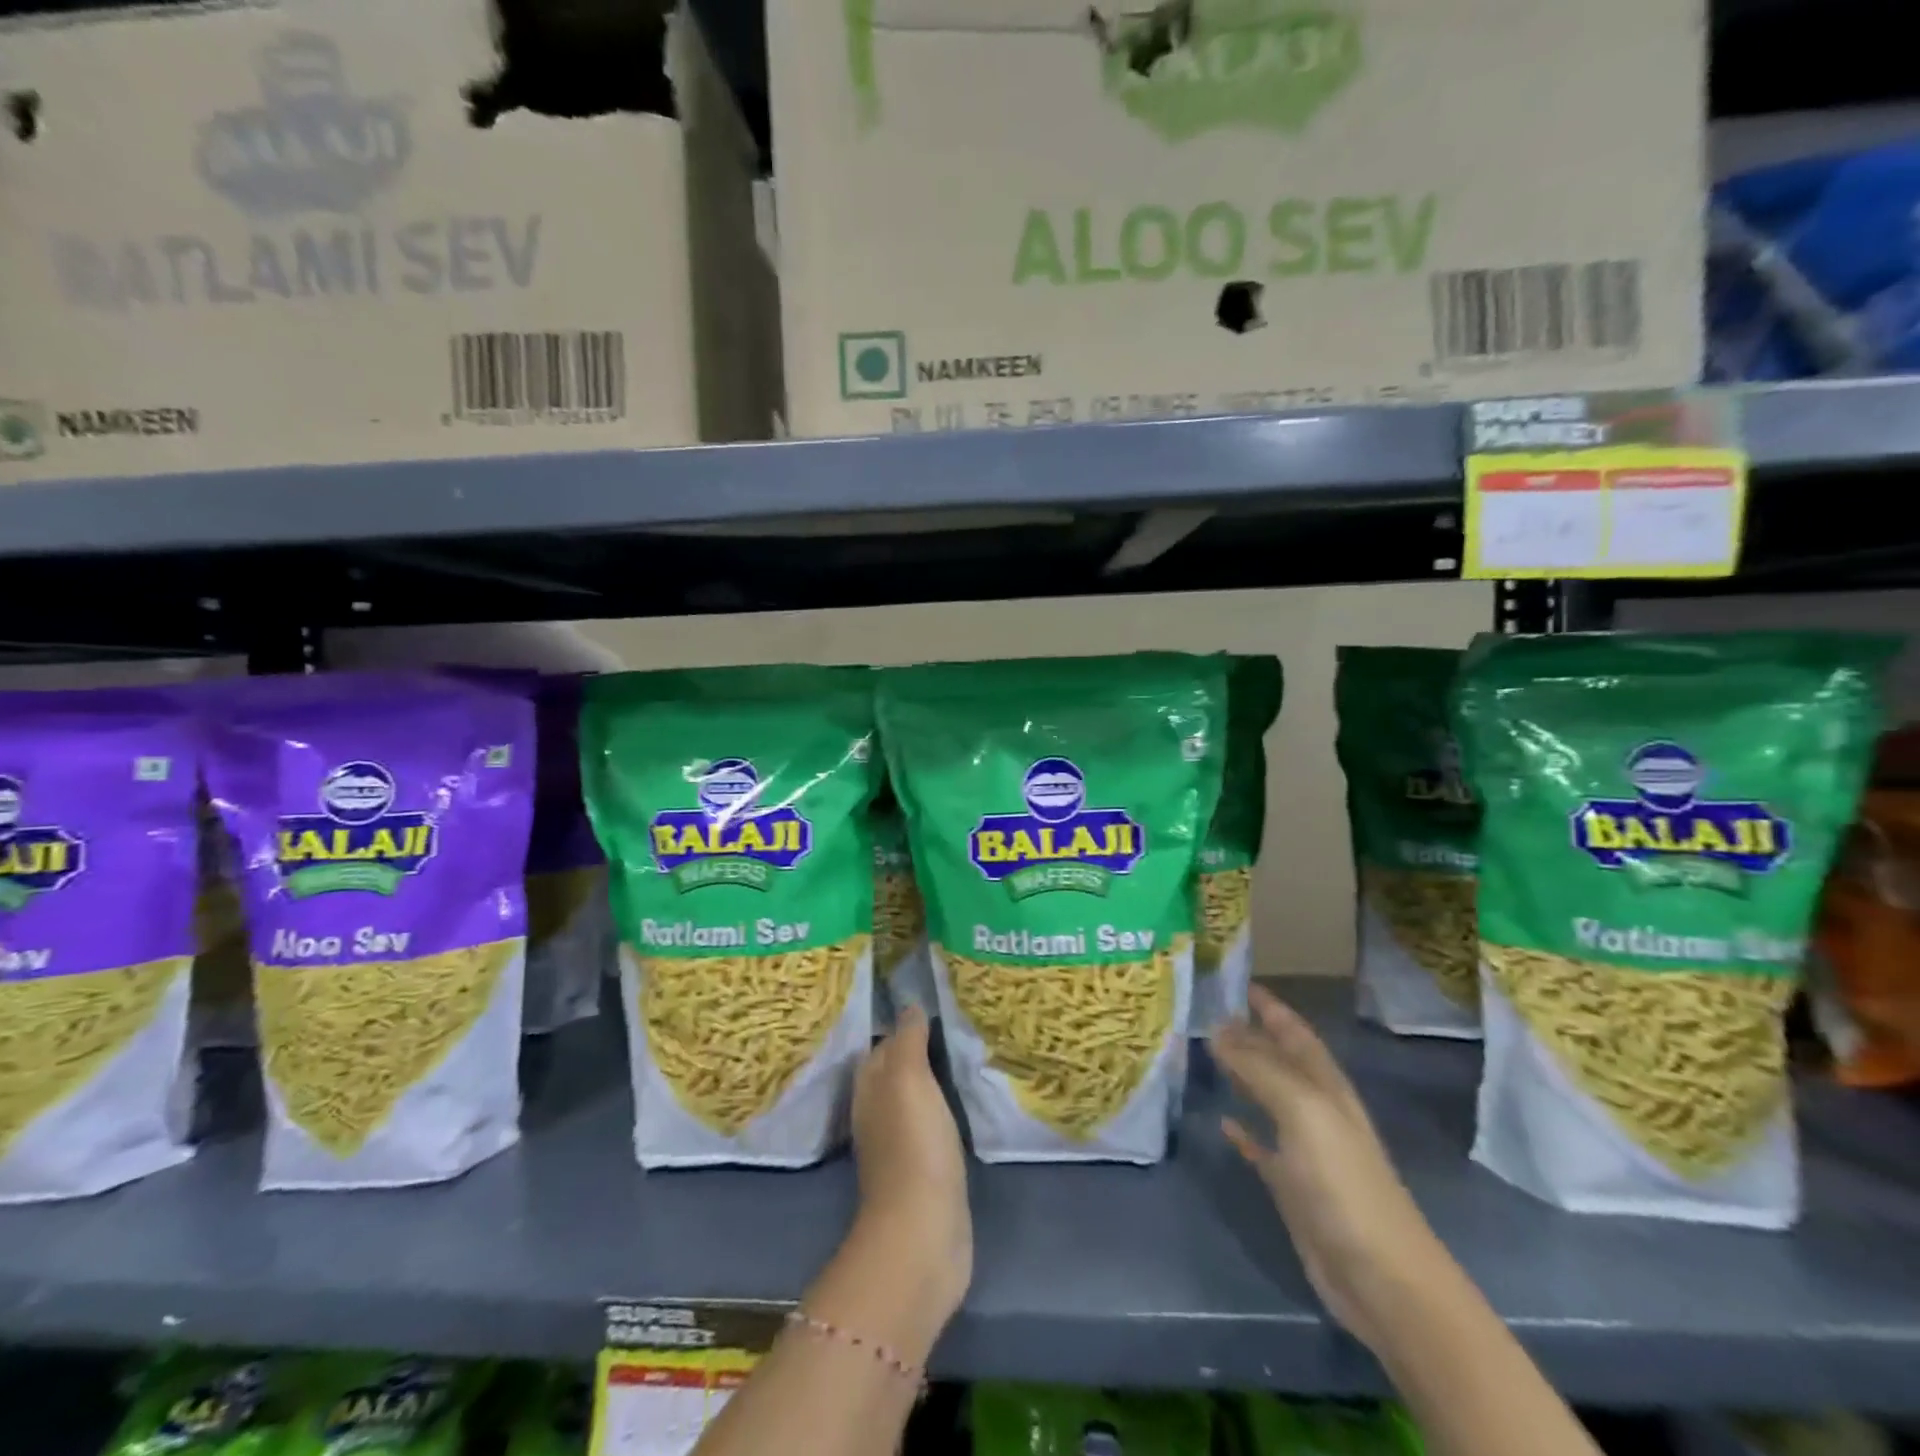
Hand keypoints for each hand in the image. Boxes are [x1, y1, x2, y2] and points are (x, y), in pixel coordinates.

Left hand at [849, 1008, 972, 1323]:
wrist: (923, 1232)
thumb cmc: (914, 1145)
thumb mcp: (908, 1079)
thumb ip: (908, 1040)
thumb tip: (909, 1005)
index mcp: (869, 1087)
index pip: (882, 1044)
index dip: (903, 1024)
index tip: (932, 1002)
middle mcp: (877, 1112)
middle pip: (895, 1070)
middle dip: (917, 1048)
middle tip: (954, 1023)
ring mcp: (898, 1144)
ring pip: (913, 1098)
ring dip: (932, 1079)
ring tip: (963, 1055)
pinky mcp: (923, 1171)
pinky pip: (931, 1125)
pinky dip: (943, 1109)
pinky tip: (963, 1101)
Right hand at [1211, 985, 1454, 1351]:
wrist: (1381, 1277)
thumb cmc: (1343, 1182)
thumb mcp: (1302, 1111)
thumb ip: (1258, 1067)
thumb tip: (1216, 1028)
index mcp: (1325, 1085)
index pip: (1293, 1031)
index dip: (1269, 1006)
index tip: (1235, 980)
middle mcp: (1315, 1108)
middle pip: (1279, 1060)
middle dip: (1248, 1034)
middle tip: (1205, 1012)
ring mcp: (1304, 1148)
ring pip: (1267, 1097)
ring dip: (1241, 1075)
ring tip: (1205, 1053)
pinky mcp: (1292, 1185)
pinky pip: (1261, 1145)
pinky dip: (1242, 1130)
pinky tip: (1222, 1121)